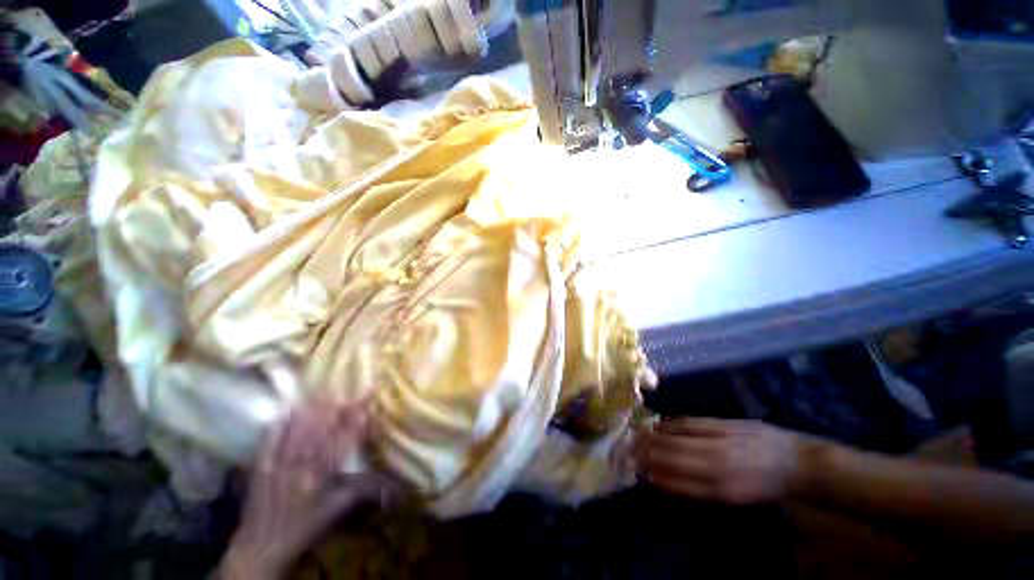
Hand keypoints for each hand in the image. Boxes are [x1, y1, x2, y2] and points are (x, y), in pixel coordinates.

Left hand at [221, 400, 396, 579]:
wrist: (260, 546)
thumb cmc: (303, 528)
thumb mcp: (335, 511)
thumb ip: (359, 490)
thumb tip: (387, 477)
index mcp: (321, 479)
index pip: (342, 443)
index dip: (355, 422)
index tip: (367, 404)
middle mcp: (300, 468)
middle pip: (320, 432)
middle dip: (334, 411)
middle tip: (347, 392)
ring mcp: (278, 465)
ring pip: (297, 433)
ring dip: (311, 412)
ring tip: (324, 394)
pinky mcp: (261, 466)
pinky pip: (270, 441)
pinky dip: (280, 425)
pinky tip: (288, 410)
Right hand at [633, 418, 807, 505]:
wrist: (797, 463)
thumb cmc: (763, 486)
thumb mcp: (733, 497)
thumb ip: (697, 487)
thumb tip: (664, 477)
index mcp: (720, 489)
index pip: (674, 480)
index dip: (653, 475)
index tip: (637, 471)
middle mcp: (716, 464)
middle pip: (669, 454)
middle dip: (646, 452)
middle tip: (630, 450)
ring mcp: (718, 441)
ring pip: (675, 435)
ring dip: (653, 435)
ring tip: (638, 436)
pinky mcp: (722, 423)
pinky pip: (687, 422)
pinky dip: (668, 424)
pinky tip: (659, 425)